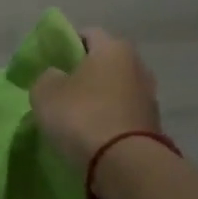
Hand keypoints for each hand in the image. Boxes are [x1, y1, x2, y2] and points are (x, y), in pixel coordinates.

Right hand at [28, 26, 160, 173]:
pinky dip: (109, 120)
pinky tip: (92, 135)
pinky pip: (123, 115)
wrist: (125, 164)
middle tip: (60, 91)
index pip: (87, 34)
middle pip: (104, 63)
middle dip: (84, 74)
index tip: (50, 64)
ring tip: (75, 118)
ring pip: (115, 90)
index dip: (66, 45)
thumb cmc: (82, 116)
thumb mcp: (45, 92)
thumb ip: (47, 77)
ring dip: (98, 99)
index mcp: (113, 48)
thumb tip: (56, 77)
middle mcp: (137, 65)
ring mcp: (149, 96)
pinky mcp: (152, 125)